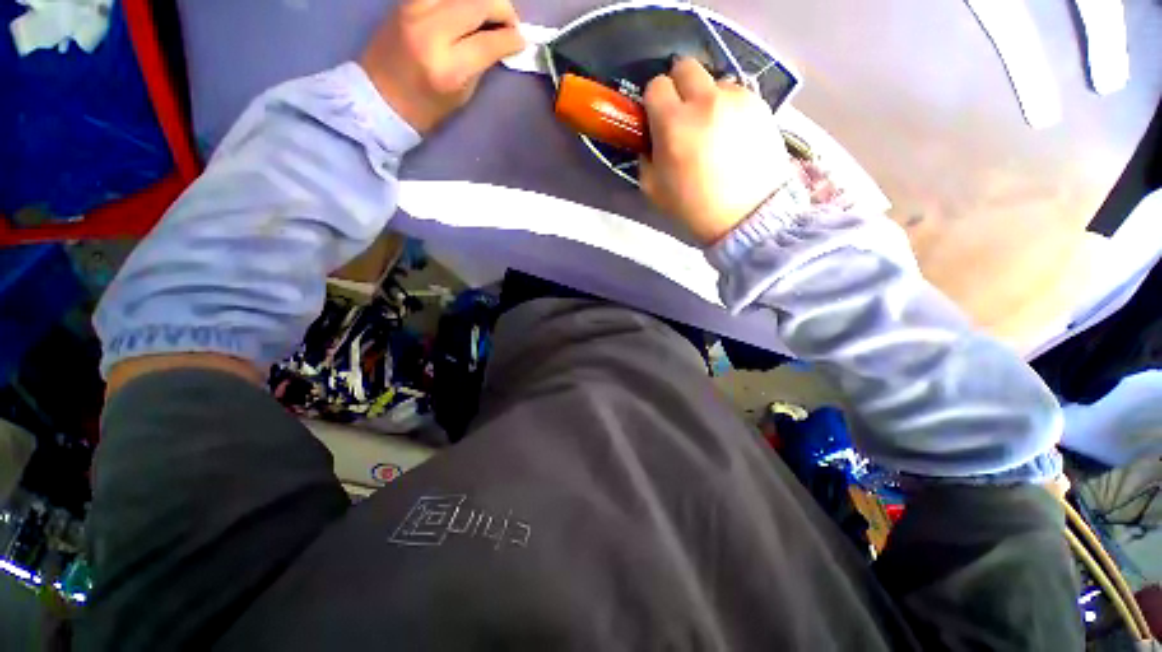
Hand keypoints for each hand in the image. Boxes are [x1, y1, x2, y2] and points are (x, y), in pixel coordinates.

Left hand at [361, 0, 524, 133]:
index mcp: (449, 67)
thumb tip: (501, 41)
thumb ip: (481, 63)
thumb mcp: (462, 94)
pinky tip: (467, 7)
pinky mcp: (405, 1)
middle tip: (510, 22)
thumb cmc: (426, 108)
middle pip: (478, 3)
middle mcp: (431, 31)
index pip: (490, 41)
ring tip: (490, 11)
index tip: (522, 41)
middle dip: (503, 8)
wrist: (380, 97)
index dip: (512, 38)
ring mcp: (414, 10)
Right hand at [639, 58, 792, 243]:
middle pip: (685, 66)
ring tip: (712, 130)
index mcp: (673, 124)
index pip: (655, 86)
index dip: (653, 103)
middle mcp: (705, 101)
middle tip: (681, 115)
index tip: (657, 121)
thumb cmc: (694, 209)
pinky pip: (736, 94)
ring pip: (713, 80)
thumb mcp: (654, 191)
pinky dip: (728, 108)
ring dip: (706, 99)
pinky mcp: (760, 105)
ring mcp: (736, 99)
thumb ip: (646, 158)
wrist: (747, 217)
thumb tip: (651, 141)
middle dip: (678, 87)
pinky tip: (731, 134)